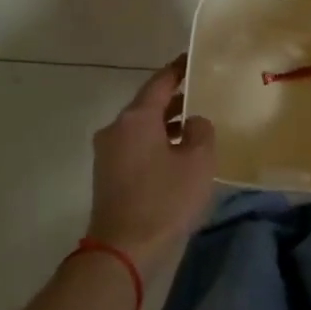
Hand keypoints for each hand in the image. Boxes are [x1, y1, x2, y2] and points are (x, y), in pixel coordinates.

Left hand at [86, 57, 215, 278]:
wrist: (123, 249)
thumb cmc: (164, 200)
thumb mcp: (198, 162)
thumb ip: (201, 132)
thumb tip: (194, 122)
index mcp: (136, 118)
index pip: (160, 82)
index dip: (179, 70)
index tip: (194, 59)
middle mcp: (116, 129)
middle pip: (147, 104)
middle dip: (174, 99)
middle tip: (202, 93)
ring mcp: (107, 153)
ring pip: (141, 127)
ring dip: (165, 124)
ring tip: (194, 126)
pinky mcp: (107, 175)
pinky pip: (135, 146)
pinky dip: (156, 143)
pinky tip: (177, 155)